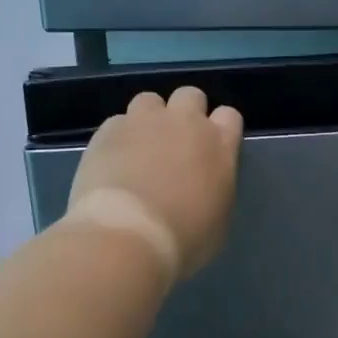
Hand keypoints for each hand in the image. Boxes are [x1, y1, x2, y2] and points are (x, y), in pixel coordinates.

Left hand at [67, 86, 243, 280]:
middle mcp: (185, 123)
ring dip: (149, 119)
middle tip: (175, 144)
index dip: (219, 129)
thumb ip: (215, 190)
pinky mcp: (109, 130)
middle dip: (185, 113)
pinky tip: (114, 161)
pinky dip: (119, 137)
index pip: (229, 116)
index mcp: (219, 146)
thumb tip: (204, 187)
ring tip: (140, 148)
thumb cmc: (183, 240)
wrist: (128, 236)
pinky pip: (118, 122)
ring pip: (150, 100)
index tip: (210, 149)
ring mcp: (144, 122)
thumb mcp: (218, 222)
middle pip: (190, 96)